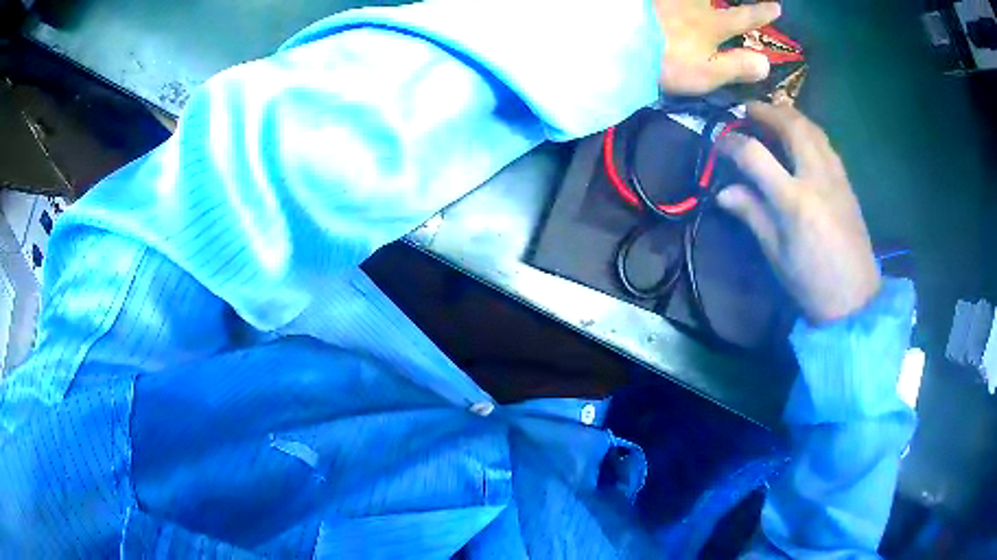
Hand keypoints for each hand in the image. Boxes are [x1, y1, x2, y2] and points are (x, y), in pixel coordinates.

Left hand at [654, 0, 780, 93]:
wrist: (619, 42)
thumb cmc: (667, 61)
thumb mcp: (707, 72)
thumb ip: (737, 66)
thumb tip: (766, 62)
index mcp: (711, 26)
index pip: (743, 18)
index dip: (761, 13)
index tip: (777, 6)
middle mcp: (693, 5)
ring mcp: (669, 0)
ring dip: (701, 0)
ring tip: (705, 2)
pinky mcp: (649, 2)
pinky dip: (670, 0)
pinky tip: (667, 2)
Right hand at [716, 102, 880, 323]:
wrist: (855, 299)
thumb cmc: (812, 283)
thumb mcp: (776, 254)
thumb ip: (752, 215)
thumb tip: (724, 192)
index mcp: (794, 201)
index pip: (755, 155)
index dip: (731, 143)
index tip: (718, 142)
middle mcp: (817, 178)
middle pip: (790, 125)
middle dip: (765, 111)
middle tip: (747, 110)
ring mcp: (835, 176)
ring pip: (812, 128)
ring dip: (789, 114)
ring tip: (772, 114)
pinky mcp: (846, 181)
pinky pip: (825, 142)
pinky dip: (808, 129)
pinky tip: (799, 135)